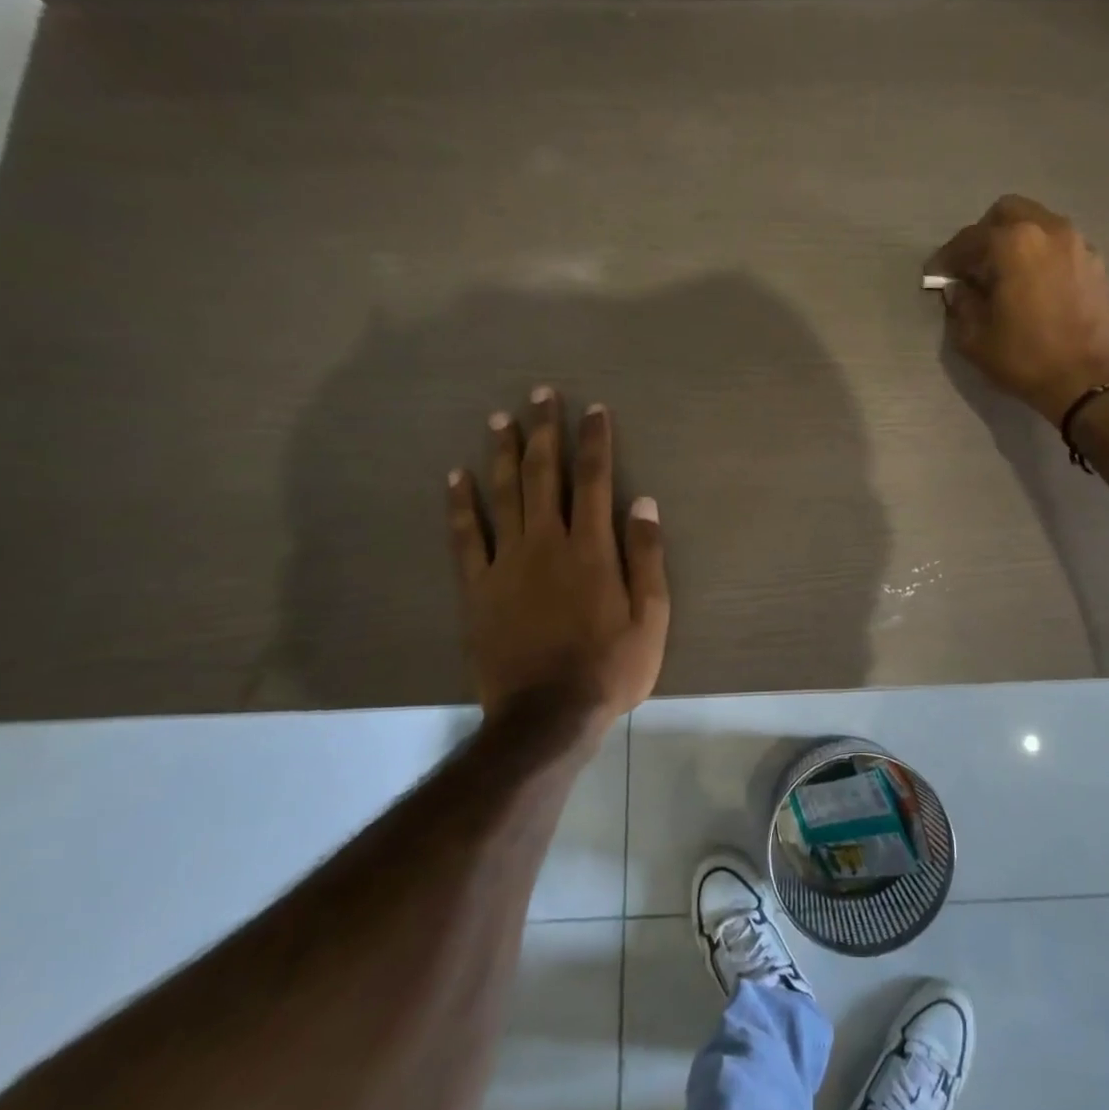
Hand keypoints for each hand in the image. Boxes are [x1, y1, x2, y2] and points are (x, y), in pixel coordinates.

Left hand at [446, 388, 669, 741]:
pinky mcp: (477, 587)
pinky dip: (461, 504)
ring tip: (500, 418)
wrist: (547, 715)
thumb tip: (644, 502)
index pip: (595, 480)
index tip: (594, 409)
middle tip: (541, 394)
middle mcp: (548, 543)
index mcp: (592, 549)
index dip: (595, 441)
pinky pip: (466, 537)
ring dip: (503, 453)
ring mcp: (507, 563)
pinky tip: (457, 476)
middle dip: (545, 431)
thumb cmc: (610, 667)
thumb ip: (646, 556)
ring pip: (504, 495)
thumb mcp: (651, 617)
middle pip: (545, 475)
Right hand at [925, 195, 1108, 423]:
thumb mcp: (976, 338)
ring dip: (1015, 243)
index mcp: (1013, 243)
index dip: (947, 258)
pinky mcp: (1096, 263)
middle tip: (973, 268)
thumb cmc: (1026, 358)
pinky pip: (1058, 245)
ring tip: (1004, 276)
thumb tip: (960, 288)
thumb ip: (961, 304)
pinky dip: (1040, 256)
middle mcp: (1048, 230)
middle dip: (984, 236)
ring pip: (1037, 225)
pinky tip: (1033, 286)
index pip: (969, 239)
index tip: (936, 275)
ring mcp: (1077, 243)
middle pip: (1007, 213)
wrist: (1090, 380)